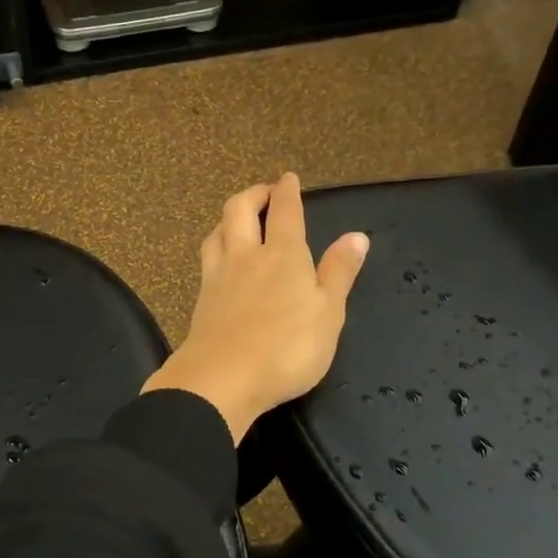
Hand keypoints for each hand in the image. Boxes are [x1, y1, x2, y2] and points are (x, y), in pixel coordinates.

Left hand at [144, 173, 368, 442]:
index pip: (286, 212)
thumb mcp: (328, 313)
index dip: (287, 191)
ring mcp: (218, 278)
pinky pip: (206, 261)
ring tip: (237, 220)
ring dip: (228, 219)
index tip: (288, 178)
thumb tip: (356, 236)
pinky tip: (219, 261)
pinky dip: (215, 248)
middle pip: (240, 211)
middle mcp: (246, 257)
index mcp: (284, 256)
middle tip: (264, 192)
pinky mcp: (200, 301)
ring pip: (216, 233)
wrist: (222, 379)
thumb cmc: (287, 349)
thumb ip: (339, 273)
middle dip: (253, 194)